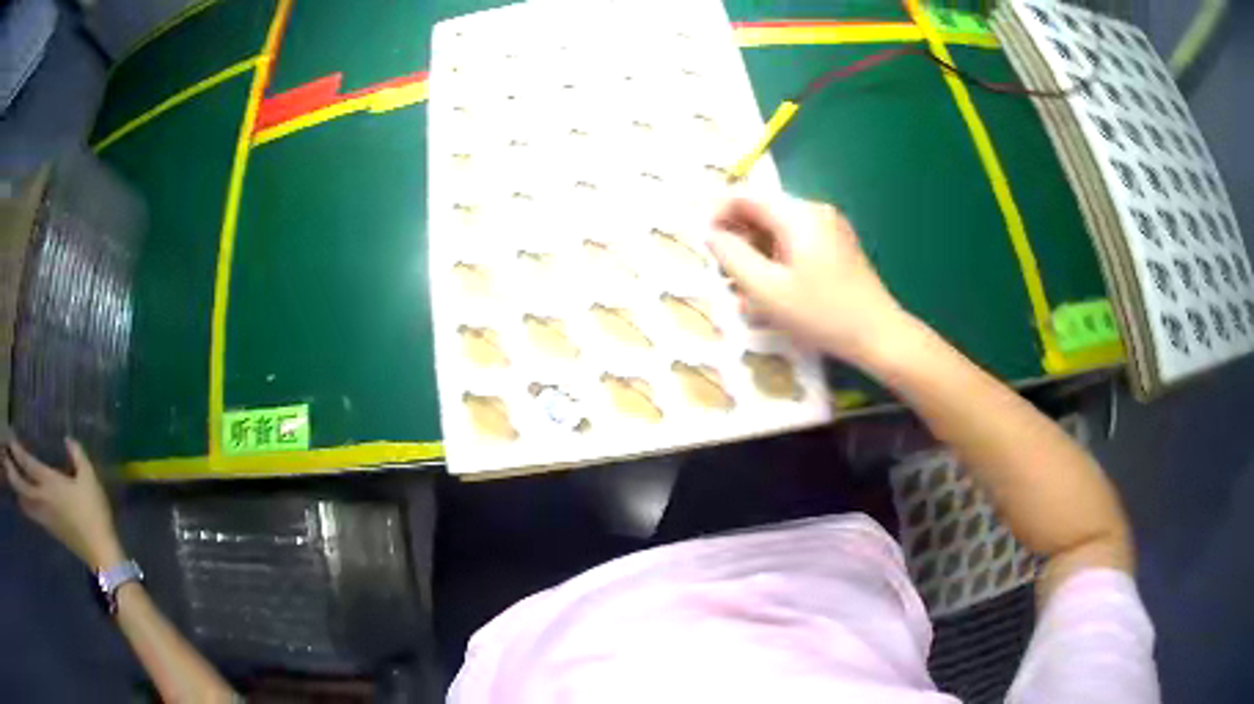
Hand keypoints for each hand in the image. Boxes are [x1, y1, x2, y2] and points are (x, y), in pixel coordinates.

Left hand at [4, 437, 123, 569]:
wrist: (101, 553)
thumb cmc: (93, 513)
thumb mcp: (89, 479)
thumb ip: (78, 456)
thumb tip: (68, 440)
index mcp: (49, 483)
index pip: (28, 465)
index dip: (17, 452)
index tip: (9, 440)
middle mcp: (42, 499)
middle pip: (22, 487)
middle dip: (13, 475)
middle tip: (6, 462)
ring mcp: (45, 517)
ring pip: (26, 504)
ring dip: (17, 492)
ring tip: (11, 482)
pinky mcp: (50, 529)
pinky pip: (32, 514)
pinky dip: (25, 506)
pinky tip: (22, 503)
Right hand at [707, 193, 911, 365]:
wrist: (879, 336)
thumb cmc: (821, 313)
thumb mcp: (766, 289)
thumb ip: (732, 256)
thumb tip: (711, 234)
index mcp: (797, 214)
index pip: (745, 195)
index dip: (717, 213)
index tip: (702, 243)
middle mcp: (815, 211)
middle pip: (763, 211)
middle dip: (738, 236)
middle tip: (723, 271)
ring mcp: (830, 228)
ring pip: (779, 228)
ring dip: (756, 251)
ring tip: (745, 288)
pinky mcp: (838, 247)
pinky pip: (797, 242)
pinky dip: (777, 258)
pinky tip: (773, 289)